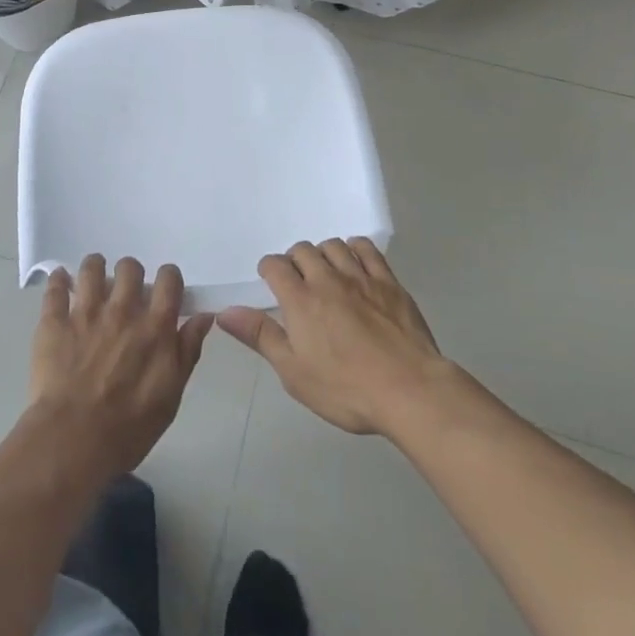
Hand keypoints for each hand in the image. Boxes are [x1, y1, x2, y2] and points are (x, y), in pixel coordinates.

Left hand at [28, 256, 212, 481]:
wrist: (73, 442)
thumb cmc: (129, 428)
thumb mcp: (171, 396)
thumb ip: (187, 350)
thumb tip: (204, 316)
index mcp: (155, 326)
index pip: (168, 279)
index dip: (167, 278)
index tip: (163, 289)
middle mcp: (123, 310)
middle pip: (129, 267)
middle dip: (129, 274)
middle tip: (125, 292)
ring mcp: (86, 312)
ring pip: (92, 268)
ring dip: (95, 269)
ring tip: (92, 280)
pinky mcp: (55, 322)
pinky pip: (55, 287)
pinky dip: (58, 280)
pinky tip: (61, 283)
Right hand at [219, 238, 447, 436]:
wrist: (408, 390)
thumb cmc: (346, 388)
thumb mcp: (294, 373)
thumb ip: (261, 336)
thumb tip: (225, 312)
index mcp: (300, 299)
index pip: (275, 265)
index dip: (269, 270)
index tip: (271, 282)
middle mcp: (327, 279)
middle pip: (303, 250)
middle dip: (295, 260)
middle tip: (299, 282)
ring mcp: (360, 277)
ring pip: (333, 245)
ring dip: (324, 253)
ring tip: (325, 272)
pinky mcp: (388, 281)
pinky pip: (367, 249)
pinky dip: (355, 248)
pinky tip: (355, 262)